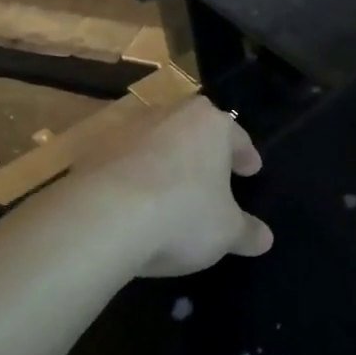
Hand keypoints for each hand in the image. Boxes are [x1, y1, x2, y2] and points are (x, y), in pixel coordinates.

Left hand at [78, 96, 273, 276]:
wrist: (100, 220)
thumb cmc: (182, 216)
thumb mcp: (227, 232)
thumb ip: (247, 232)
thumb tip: (265, 238)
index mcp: (210, 124)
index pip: (237, 136)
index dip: (246, 156)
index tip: (251, 170)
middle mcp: (168, 115)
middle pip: (194, 131)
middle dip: (204, 153)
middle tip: (213, 177)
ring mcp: (125, 131)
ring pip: (156, 144)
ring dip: (165, 164)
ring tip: (171, 194)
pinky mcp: (91, 153)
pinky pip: (123, 165)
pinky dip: (133, 180)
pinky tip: (135, 207)